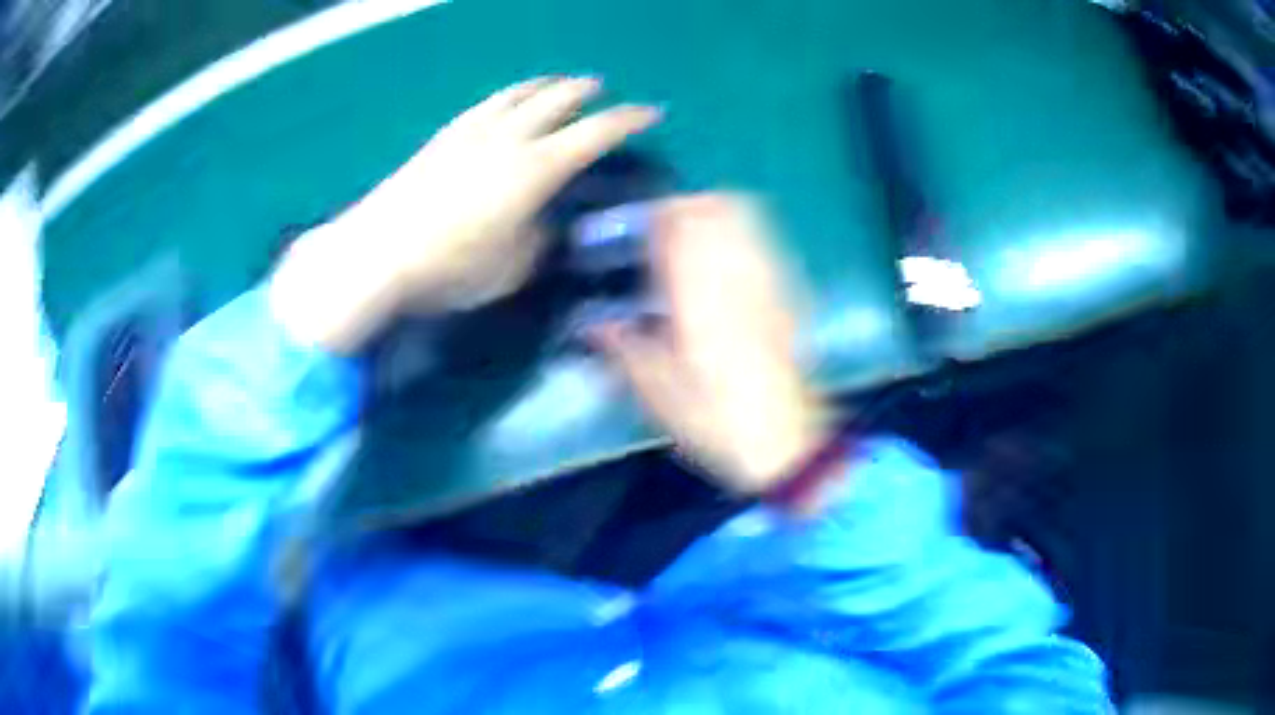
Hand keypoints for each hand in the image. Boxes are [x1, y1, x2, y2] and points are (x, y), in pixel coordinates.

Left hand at [271, 76, 660, 351]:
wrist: (378, 251)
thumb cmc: (450, 266)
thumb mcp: (511, 268)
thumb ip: (537, 242)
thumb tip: (544, 226)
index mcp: (536, 168)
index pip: (595, 133)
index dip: (628, 120)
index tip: (651, 112)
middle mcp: (509, 137)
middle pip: (557, 99)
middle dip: (586, 91)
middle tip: (602, 90)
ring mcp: (472, 131)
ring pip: (519, 93)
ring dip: (546, 84)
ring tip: (558, 82)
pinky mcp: (444, 136)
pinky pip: (487, 103)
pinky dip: (509, 95)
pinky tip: (506, 101)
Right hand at [593, 195, 834, 497]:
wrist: (786, 442)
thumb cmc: (717, 421)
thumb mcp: (658, 394)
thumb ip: (624, 349)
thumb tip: (592, 324)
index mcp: (698, 297)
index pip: (678, 228)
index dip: (656, 216)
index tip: (636, 224)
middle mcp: (737, 277)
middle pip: (716, 208)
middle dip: (685, 205)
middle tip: (661, 226)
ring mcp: (768, 282)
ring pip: (745, 218)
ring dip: (715, 211)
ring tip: (692, 233)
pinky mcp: (789, 294)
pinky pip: (765, 243)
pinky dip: (743, 233)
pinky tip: (729, 257)